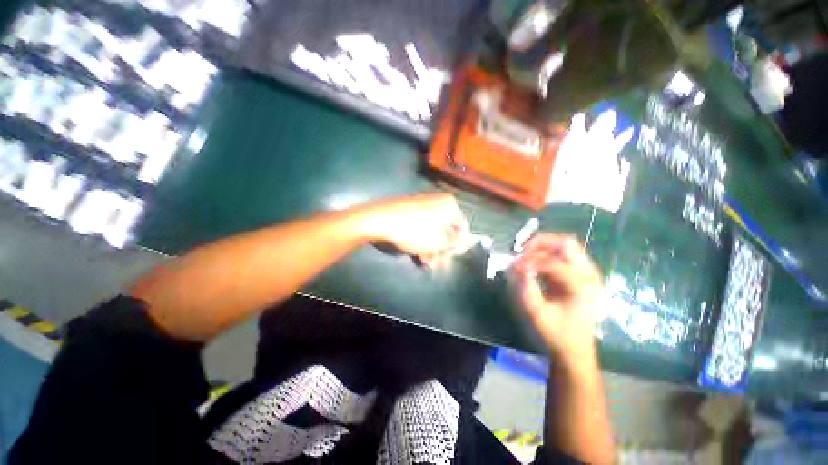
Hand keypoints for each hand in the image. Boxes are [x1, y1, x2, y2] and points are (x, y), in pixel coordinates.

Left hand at [361, 192, 469, 267]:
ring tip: (424, 261)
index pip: (462, 226)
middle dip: (441, 248)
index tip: (450, 257)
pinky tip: (416, 253)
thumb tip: (466, 240)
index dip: (457, 244)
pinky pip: (420, 226)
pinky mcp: (409, 209)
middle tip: (435, 262)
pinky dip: (420, 239)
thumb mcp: (439, 241)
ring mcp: (422, 205)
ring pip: (432, 229)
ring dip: (430, 247)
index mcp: (449, 204)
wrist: (378, 220)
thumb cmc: (414, 231)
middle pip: (445, 229)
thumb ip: (456, 242)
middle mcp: (437, 201)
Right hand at [513, 233, 602, 361]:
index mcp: (581, 287)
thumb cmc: (556, 333)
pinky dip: (548, 253)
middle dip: (540, 243)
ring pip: (566, 245)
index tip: (514, 266)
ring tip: (526, 255)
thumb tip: (518, 265)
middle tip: (522, 251)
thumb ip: (526, 286)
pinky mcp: (582, 275)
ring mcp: (588, 273)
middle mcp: (589, 275)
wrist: (575, 349)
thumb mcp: (536, 313)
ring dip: (544, 246)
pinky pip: (565, 254)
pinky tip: (535, 263)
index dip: (530, 261)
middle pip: (566, 243)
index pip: (553, 263)